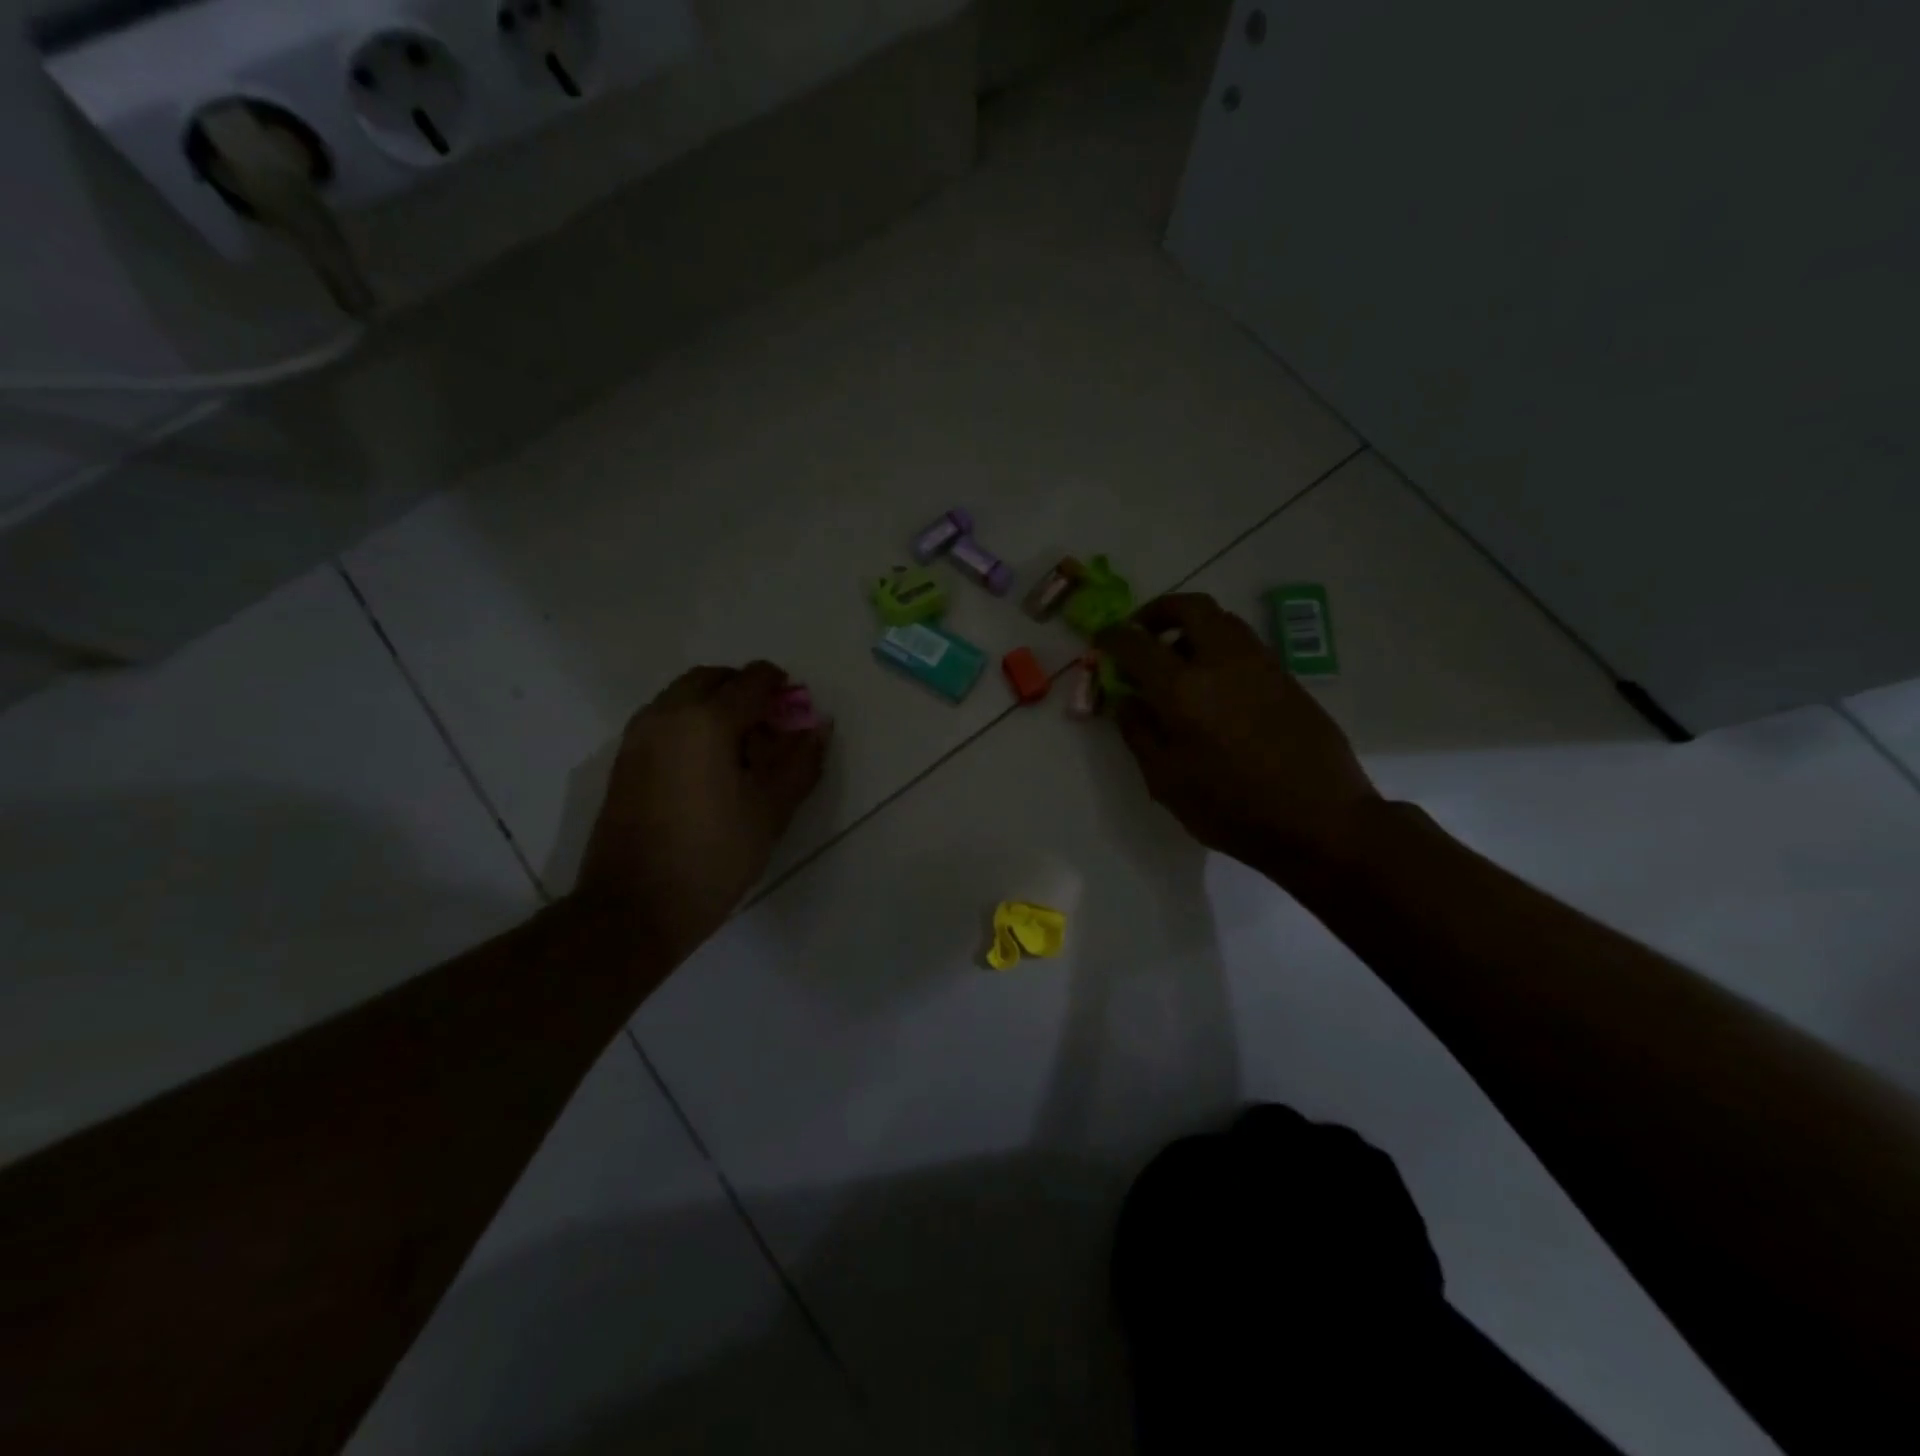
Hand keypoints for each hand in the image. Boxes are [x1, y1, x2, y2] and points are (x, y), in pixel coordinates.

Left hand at [572, 661, 830, 963]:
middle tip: (771, 725)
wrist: (634, 908)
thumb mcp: (770, 811)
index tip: (797, 709)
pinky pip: (663, 719)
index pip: (751, 681)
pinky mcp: (624, 761)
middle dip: (744, 689)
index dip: (780, 687)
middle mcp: (666, 715)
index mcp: (706, 720)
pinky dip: (691, 723)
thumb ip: (800, 763)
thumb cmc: (713, 856)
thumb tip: (819, 729)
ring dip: (715, 704)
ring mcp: (638, 737)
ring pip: (682, 696)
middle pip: (711, 678)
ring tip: (742, 748)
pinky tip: (709, 766)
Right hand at [1096, 595, 1380, 879]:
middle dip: (1158, 611)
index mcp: (1183, 689)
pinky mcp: (1287, 678)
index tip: (1101, 640)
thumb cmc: (1231, 809)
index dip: (1113, 637)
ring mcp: (1261, 665)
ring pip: (1223, 620)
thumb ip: (1139, 733)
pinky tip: (1213, 684)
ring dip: (1192, 627)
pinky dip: (1219, 646)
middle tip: (1143, 633)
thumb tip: (1127, 700)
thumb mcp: (1166, 781)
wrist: (1320, 821)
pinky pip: (1244, 644)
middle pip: (1189, 607)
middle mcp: (1222, 662)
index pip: (1137, 644)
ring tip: (1178, 660)